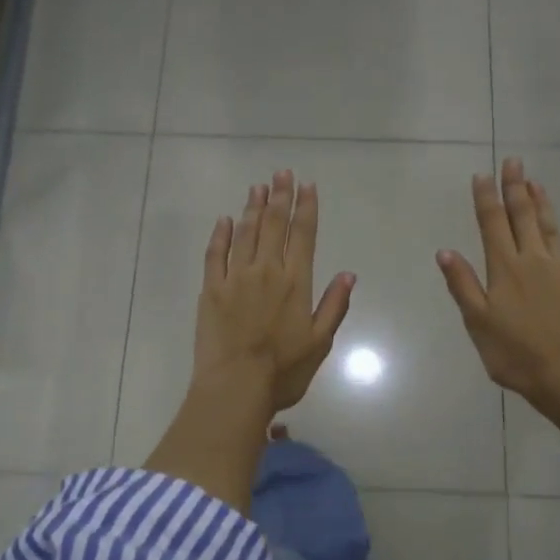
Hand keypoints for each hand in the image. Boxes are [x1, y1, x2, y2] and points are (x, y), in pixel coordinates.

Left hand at [195, 170, 355, 417]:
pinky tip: (225, 220)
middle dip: (280, 197)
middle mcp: (267, 271)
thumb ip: (333, 305)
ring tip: (258, 186)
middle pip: (274, 225)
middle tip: (281, 173)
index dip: (306, 208)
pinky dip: (221, 234)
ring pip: (245, 233)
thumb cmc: (283, 371)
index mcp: (296, 283)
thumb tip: (348, 274)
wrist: (236, 386)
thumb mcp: (320, 342)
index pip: (304, 235)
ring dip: (253, 208)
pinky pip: (215, 254)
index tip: (307, 186)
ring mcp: (235, 278)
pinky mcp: (211, 289)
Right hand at [437, 156, 559, 408]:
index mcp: (504, 268)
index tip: (482, 174)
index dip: (486, 199)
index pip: (492, 225)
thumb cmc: (515, 352)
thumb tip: (445, 251)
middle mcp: (533, 261)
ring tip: (537, 182)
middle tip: (514, 161)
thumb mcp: (478, 321)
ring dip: (543, 204)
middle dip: (516, 188)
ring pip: (550, 229)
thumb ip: (463, 284)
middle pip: (523, 217)